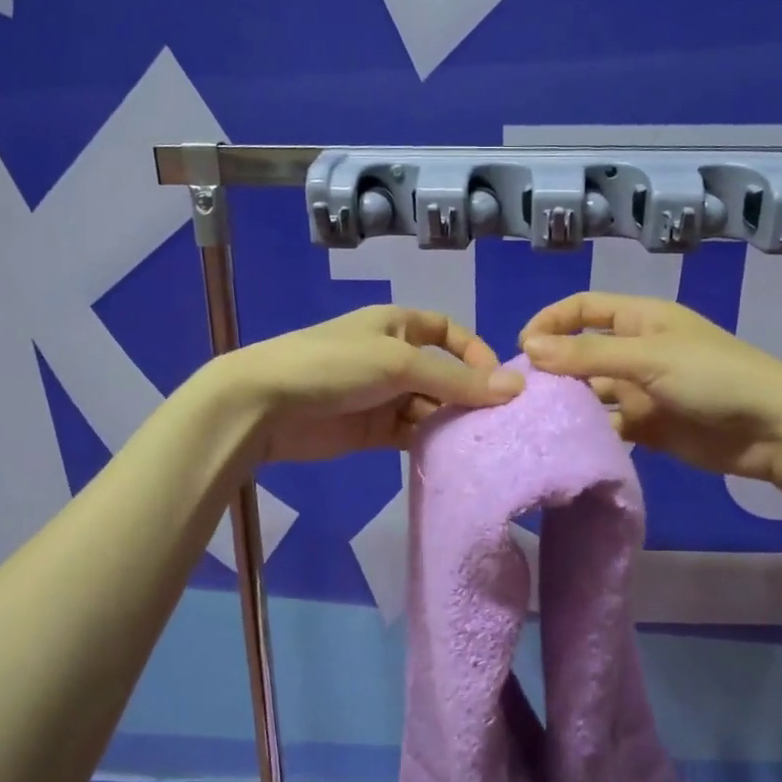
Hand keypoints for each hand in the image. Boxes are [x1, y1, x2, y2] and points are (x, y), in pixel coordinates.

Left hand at [215, 306, 522, 462]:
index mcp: (397, 325)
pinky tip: (449, 457)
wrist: (264, 405)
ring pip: (429, 407)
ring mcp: (381, 396)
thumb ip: (457, 380)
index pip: (448, 331)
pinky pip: (410, 434)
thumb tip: (516, 388)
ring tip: (478, 443)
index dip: (474, 352)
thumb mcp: (400, 364)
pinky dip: (429, 443)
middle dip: (467, 394)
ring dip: (450, 422)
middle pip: (443, 374)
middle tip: (498, 423)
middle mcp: (393, 358)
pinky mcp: (371, 431)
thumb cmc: (335, 366)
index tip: (498, 382)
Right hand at [520, 293, 781, 480]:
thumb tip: (530, 348)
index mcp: (641, 319)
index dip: (551, 321)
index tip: (522, 347)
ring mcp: (644, 390)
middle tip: (522, 393)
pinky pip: (611, 425)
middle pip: (583, 352)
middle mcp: (638, 350)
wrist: (773, 429)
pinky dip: (591, 432)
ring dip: (569, 403)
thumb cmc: (713, 377)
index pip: (584, 308)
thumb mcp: (648, 358)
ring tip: (536, 421)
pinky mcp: (651, 426)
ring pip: (594, 392)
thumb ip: (588, 355)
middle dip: (554, 368)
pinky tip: (568, 444)